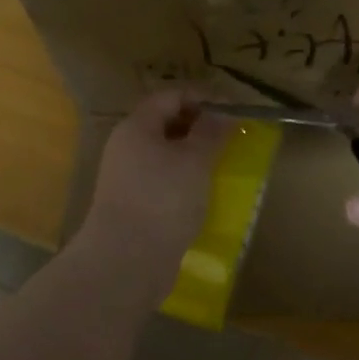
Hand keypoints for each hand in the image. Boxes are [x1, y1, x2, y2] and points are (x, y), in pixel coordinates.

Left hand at [77, 90, 229, 296]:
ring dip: (193, 154)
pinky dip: (184, 179)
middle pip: (166, 123)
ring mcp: (127, 177)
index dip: (202, 97)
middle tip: (231, 136)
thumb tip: (222, 110)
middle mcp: (126, 147)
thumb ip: (210, 131)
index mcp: (136, 127)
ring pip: (165, 153)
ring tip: (222, 163)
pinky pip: (162, 179)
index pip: (170, 96)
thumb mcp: (194, 161)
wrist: (125, 263)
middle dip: (199, 125)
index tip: (233, 109)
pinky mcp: (133, 204)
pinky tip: (203, 192)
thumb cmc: (162, 200)